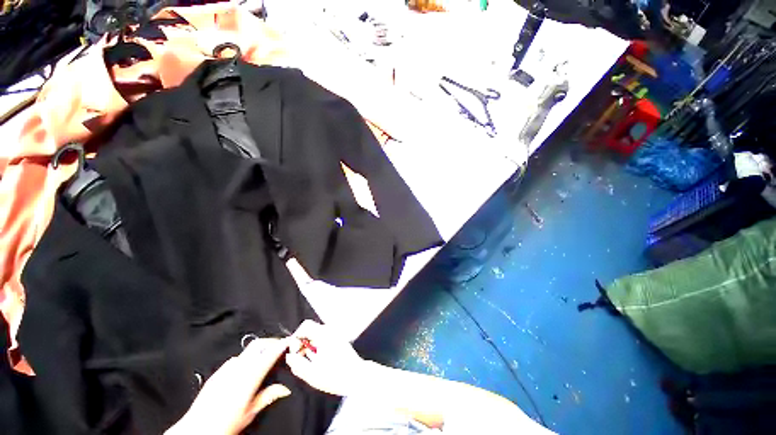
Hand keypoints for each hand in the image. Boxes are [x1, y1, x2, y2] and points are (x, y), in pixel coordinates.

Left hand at [166, 338, 291, 434]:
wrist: (196, 430)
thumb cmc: (224, 425)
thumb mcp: (250, 413)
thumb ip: (268, 397)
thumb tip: (285, 389)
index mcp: (249, 377)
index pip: (269, 354)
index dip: (280, 346)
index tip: (289, 342)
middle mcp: (238, 368)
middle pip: (257, 345)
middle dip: (270, 342)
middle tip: (279, 346)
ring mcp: (225, 370)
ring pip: (246, 351)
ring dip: (258, 350)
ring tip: (264, 358)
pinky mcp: (216, 374)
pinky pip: (234, 360)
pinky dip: (245, 358)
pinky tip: (246, 369)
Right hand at [285, 320, 371, 396]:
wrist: (357, 376)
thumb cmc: (335, 376)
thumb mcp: (312, 374)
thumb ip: (297, 364)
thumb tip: (289, 356)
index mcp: (324, 335)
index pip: (305, 326)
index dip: (296, 338)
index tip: (294, 353)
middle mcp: (330, 331)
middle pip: (310, 330)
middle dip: (301, 344)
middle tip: (300, 359)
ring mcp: (336, 335)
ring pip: (316, 336)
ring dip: (309, 347)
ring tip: (309, 362)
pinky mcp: (338, 340)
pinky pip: (323, 339)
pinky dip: (317, 348)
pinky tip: (318, 361)